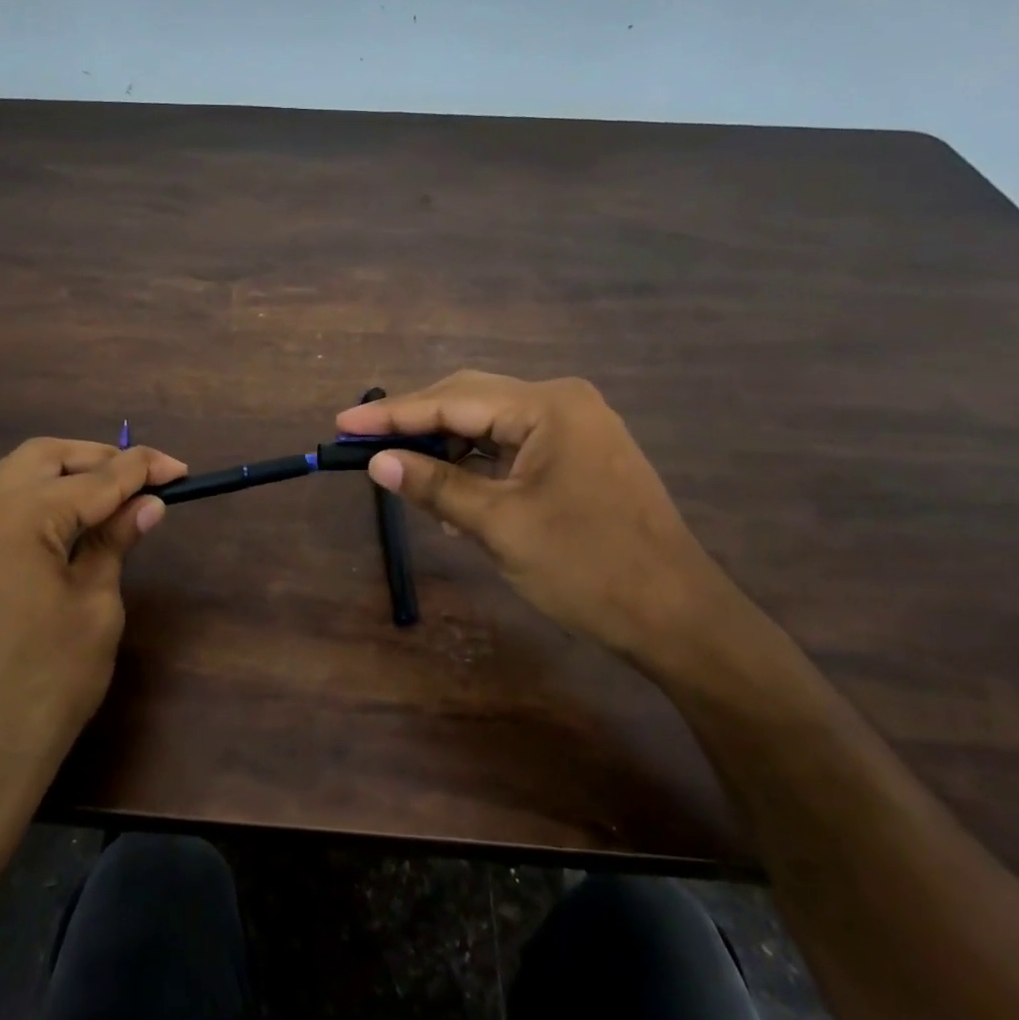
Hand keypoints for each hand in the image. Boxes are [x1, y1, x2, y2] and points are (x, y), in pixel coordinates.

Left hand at [0, 438, 186, 810]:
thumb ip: (115, 542)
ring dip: (67, 475)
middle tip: (145, 480)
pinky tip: (70, 521)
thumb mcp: (96, 605)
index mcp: (16, 518)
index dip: (142, 470)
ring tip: (114, 498)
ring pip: (16, 474)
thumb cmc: (48, 682)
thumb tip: (147, 504)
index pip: (94, 479)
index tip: (182, 470)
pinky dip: (38, 499)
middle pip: (45, 457)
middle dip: (99, 460)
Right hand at [336, 371, 744, 677]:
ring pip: (488, 427)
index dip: (392, 415)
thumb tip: (378, 462)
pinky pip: (511, 450)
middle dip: (416, 426)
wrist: (677, 617)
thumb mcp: (500, 526)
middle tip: (364, 446)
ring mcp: (574, 429)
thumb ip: (436, 486)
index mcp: (548, 406)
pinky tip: (452, 497)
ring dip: (446, 451)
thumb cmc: (588, 568)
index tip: (341, 424)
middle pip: (469, 402)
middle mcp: (562, 403)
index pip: (452, 401)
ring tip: (405, 479)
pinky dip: (477, 469)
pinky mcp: (578, 457)